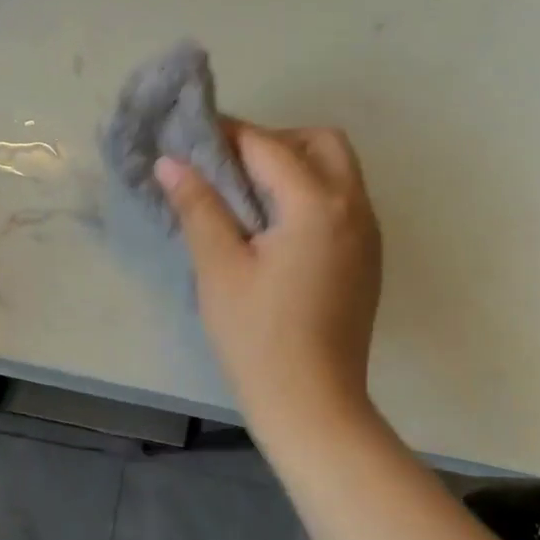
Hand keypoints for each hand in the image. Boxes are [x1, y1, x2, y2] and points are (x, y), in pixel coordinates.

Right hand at [156, 121, 382, 437]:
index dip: (227, 135)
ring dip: (295, 166)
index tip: (191, 136)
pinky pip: (342, 203)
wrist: (313, 405)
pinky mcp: (367, 259)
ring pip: (337, 171)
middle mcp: (354, 208)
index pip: (268, 146)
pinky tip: (274, 230)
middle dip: (273, 141)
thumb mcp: (220, 268)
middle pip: (320, 143)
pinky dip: (310, 195)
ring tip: (247, 198)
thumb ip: (199, 206)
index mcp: (317, 205)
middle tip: (229, 169)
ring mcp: (368, 235)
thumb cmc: (258, 337)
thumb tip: (171, 162)